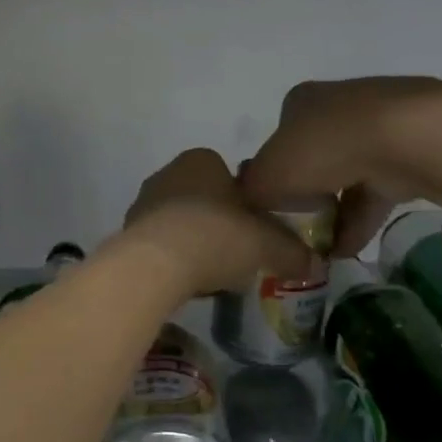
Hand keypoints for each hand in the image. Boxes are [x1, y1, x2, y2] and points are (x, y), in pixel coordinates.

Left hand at [122, 149, 318, 298]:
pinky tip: (186, 281)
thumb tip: (314, 264)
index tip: (253, 230)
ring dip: (194, 242)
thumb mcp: (267, 245)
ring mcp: (143, 202)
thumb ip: (292, 251)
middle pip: (203, 198)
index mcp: (201, 160)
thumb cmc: (216, 237)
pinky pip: (159, 243)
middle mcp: (168, 173)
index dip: (245, 203)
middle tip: (236, 253)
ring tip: (211, 273)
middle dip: (218, 223)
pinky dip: (173, 258)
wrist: (156, 264)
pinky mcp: (127, 232)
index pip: (229, 175)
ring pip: (179, 221)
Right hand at [240, 78, 441, 255]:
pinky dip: (360, 219)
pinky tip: (348, 249)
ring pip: (345, 176)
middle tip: (297, 231)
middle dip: (305, 197)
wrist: (404, 139)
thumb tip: (250, 204)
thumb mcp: (267, 175)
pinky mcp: (407, 150)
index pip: (277, 141)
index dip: (272, 176)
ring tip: (321, 251)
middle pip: (312, 159)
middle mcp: (336, 106)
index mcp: (300, 102)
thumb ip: (252, 192)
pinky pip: (375, 190)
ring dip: (333, 214)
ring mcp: (376, 126)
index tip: (273, 206)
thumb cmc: (322, 149)